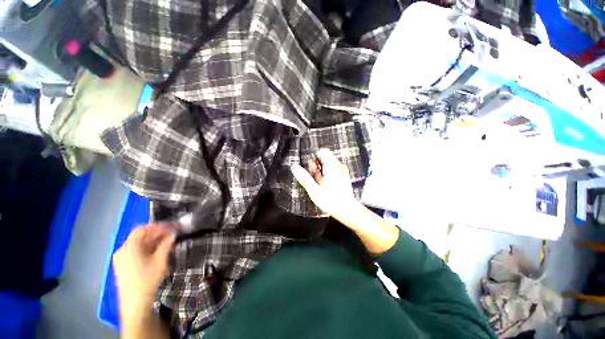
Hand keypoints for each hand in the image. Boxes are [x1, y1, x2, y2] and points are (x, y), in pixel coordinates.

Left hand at [113, 224, 174, 320]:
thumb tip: (173, 234)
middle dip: (156, 234)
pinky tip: (157, 252)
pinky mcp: (122, 266)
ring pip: (138, 244)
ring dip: (152, 241)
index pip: (142, 229)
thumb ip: (166, 245)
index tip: (170, 228)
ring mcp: (121, 259)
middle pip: (139, 236)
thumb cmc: (148, 279)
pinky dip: (146, 249)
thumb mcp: (160, 260)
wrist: (135, 303)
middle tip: (171, 235)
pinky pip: (135, 252)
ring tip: (167, 243)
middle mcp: (122, 250)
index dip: (157, 227)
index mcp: (129, 247)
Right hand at [291, 148, 360, 222]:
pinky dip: (326, 174)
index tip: (310, 164)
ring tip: (318, 181)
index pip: (323, 152)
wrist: (347, 210)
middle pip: (325, 158)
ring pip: (328, 165)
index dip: (314, 156)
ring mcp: (342, 172)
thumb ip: (305, 178)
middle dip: (316, 165)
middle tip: (314, 176)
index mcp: (332, 167)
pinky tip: (324, 183)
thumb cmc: (332, 201)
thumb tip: (295, 168)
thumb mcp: (315, 191)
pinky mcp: (343, 177)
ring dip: (321, 170)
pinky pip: (333, 170)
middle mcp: (338, 167)